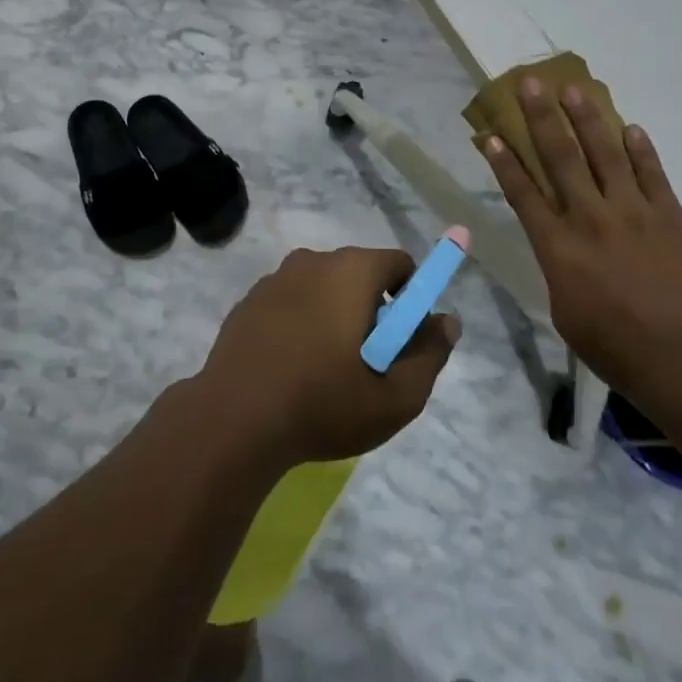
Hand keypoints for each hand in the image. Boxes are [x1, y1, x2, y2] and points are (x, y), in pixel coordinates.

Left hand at [199, 246, 459, 466]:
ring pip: (323, 289)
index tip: (402, 341)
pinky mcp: (248, 302)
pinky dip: (300, 324)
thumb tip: (448, 322)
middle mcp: (312, 260)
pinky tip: (292, 369)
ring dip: (334, 317)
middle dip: (372, 310)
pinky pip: (290, 303)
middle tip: (367, 363)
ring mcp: (275, 279)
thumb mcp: (396, 397)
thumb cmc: (323, 404)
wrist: (233, 421)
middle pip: (360, 275)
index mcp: (351, 270)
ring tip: (326, 372)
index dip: (411, 299)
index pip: (399, 263)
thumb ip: (430, 354)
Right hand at [482, 79, 681, 388]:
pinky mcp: (670, 217)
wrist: (681, 359)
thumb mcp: (564, 309)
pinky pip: (653, 174)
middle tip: (531, 83)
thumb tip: (562, 244)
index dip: (505, 161)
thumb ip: (560, 267)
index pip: (524, 193)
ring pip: (606, 154)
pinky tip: (630, 127)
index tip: (493, 133)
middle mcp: (590, 218)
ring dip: (588, 119)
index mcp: (558, 246)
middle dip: (542, 118)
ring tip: (575, 89)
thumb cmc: (613, 345)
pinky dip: (641, 149)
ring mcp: (633, 213)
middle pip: (561, 158)